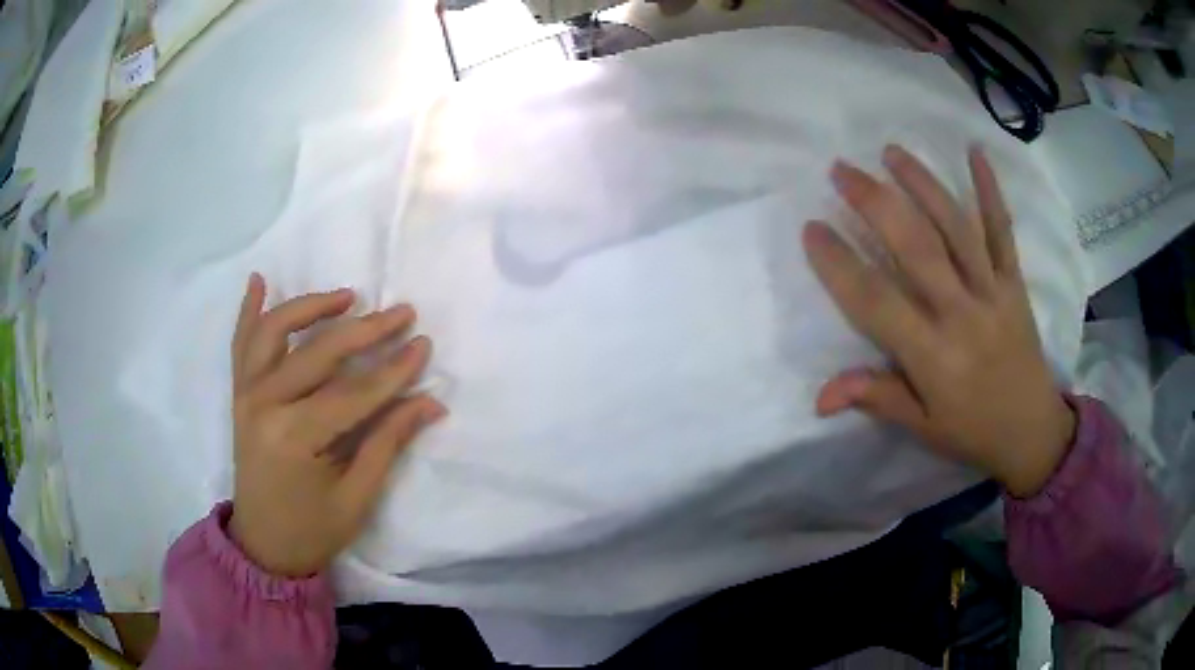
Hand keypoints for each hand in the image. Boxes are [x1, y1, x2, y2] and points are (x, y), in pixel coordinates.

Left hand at [228, 274, 445, 576]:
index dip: (394, 370)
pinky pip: (241, 344)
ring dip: (310, 306)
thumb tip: (430, 403)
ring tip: (346, 297)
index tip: (424, 346)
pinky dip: (248, 311)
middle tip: (402, 313)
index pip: (354, 393)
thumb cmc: (312, 529)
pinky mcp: (239, 394)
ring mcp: (246, 395)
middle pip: (319, 353)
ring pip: (275, 332)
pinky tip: (259, 281)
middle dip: (366, 331)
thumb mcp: (357, 496)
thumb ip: (388, 442)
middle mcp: (264, 405)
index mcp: (295, 438)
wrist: (262, 545)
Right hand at [802, 146, 1074, 497]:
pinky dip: (991, 190)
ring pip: (956, 228)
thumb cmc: (973, 432)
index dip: (840, 265)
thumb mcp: (922, 427)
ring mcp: (993, 292)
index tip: (812, 229)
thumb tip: (820, 397)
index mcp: (933, 356)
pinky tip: (975, 152)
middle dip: (876, 203)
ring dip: (923, 184)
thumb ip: (877, 398)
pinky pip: (1002, 231)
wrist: (1034, 432)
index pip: (877, 302)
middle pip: (916, 248)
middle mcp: (962, 314)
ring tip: (891, 152)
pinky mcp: (1015, 282)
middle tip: (842, 170)